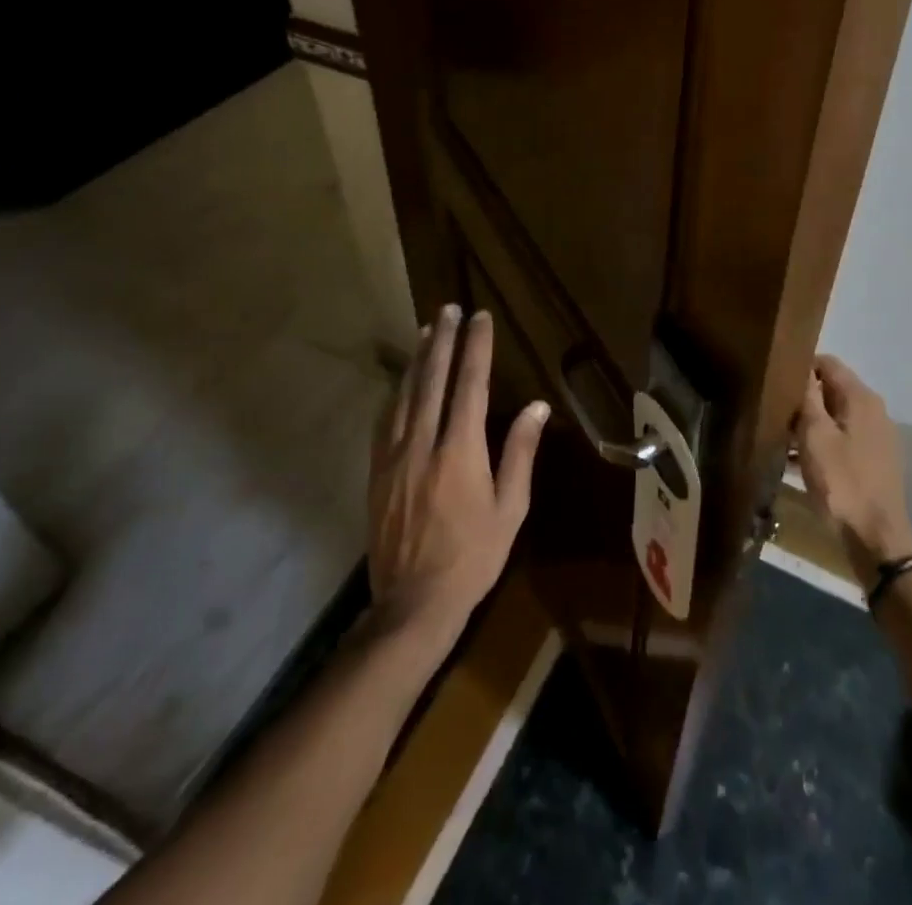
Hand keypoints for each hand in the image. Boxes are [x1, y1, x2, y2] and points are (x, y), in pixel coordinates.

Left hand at [367, 305, 548, 641]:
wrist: (412, 603)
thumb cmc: (473, 556)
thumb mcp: (510, 508)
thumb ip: (520, 452)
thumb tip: (535, 406)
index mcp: (461, 451)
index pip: (470, 385)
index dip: (476, 348)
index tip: (481, 318)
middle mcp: (424, 443)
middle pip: (433, 379)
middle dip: (443, 340)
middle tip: (450, 309)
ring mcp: (394, 456)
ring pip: (406, 394)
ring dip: (418, 359)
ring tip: (427, 330)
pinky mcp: (376, 472)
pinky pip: (386, 420)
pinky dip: (397, 392)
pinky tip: (402, 380)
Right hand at [792, 354, 911, 584]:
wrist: (876, 539)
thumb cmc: (841, 482)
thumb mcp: (815, 436)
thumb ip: (807, 397)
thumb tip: (801, 366)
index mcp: (861, 398)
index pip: (827, 362)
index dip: (799, 366)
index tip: (774, 380)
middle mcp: (874, 410)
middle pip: (832, 388)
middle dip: (803, 397)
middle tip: (773, 410)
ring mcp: (877, 437)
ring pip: (835, 416)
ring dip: (810, 423)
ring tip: (780, 438)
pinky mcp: (875, 460)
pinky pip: (843, 439)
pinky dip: (822, 443)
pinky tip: (798, 461)